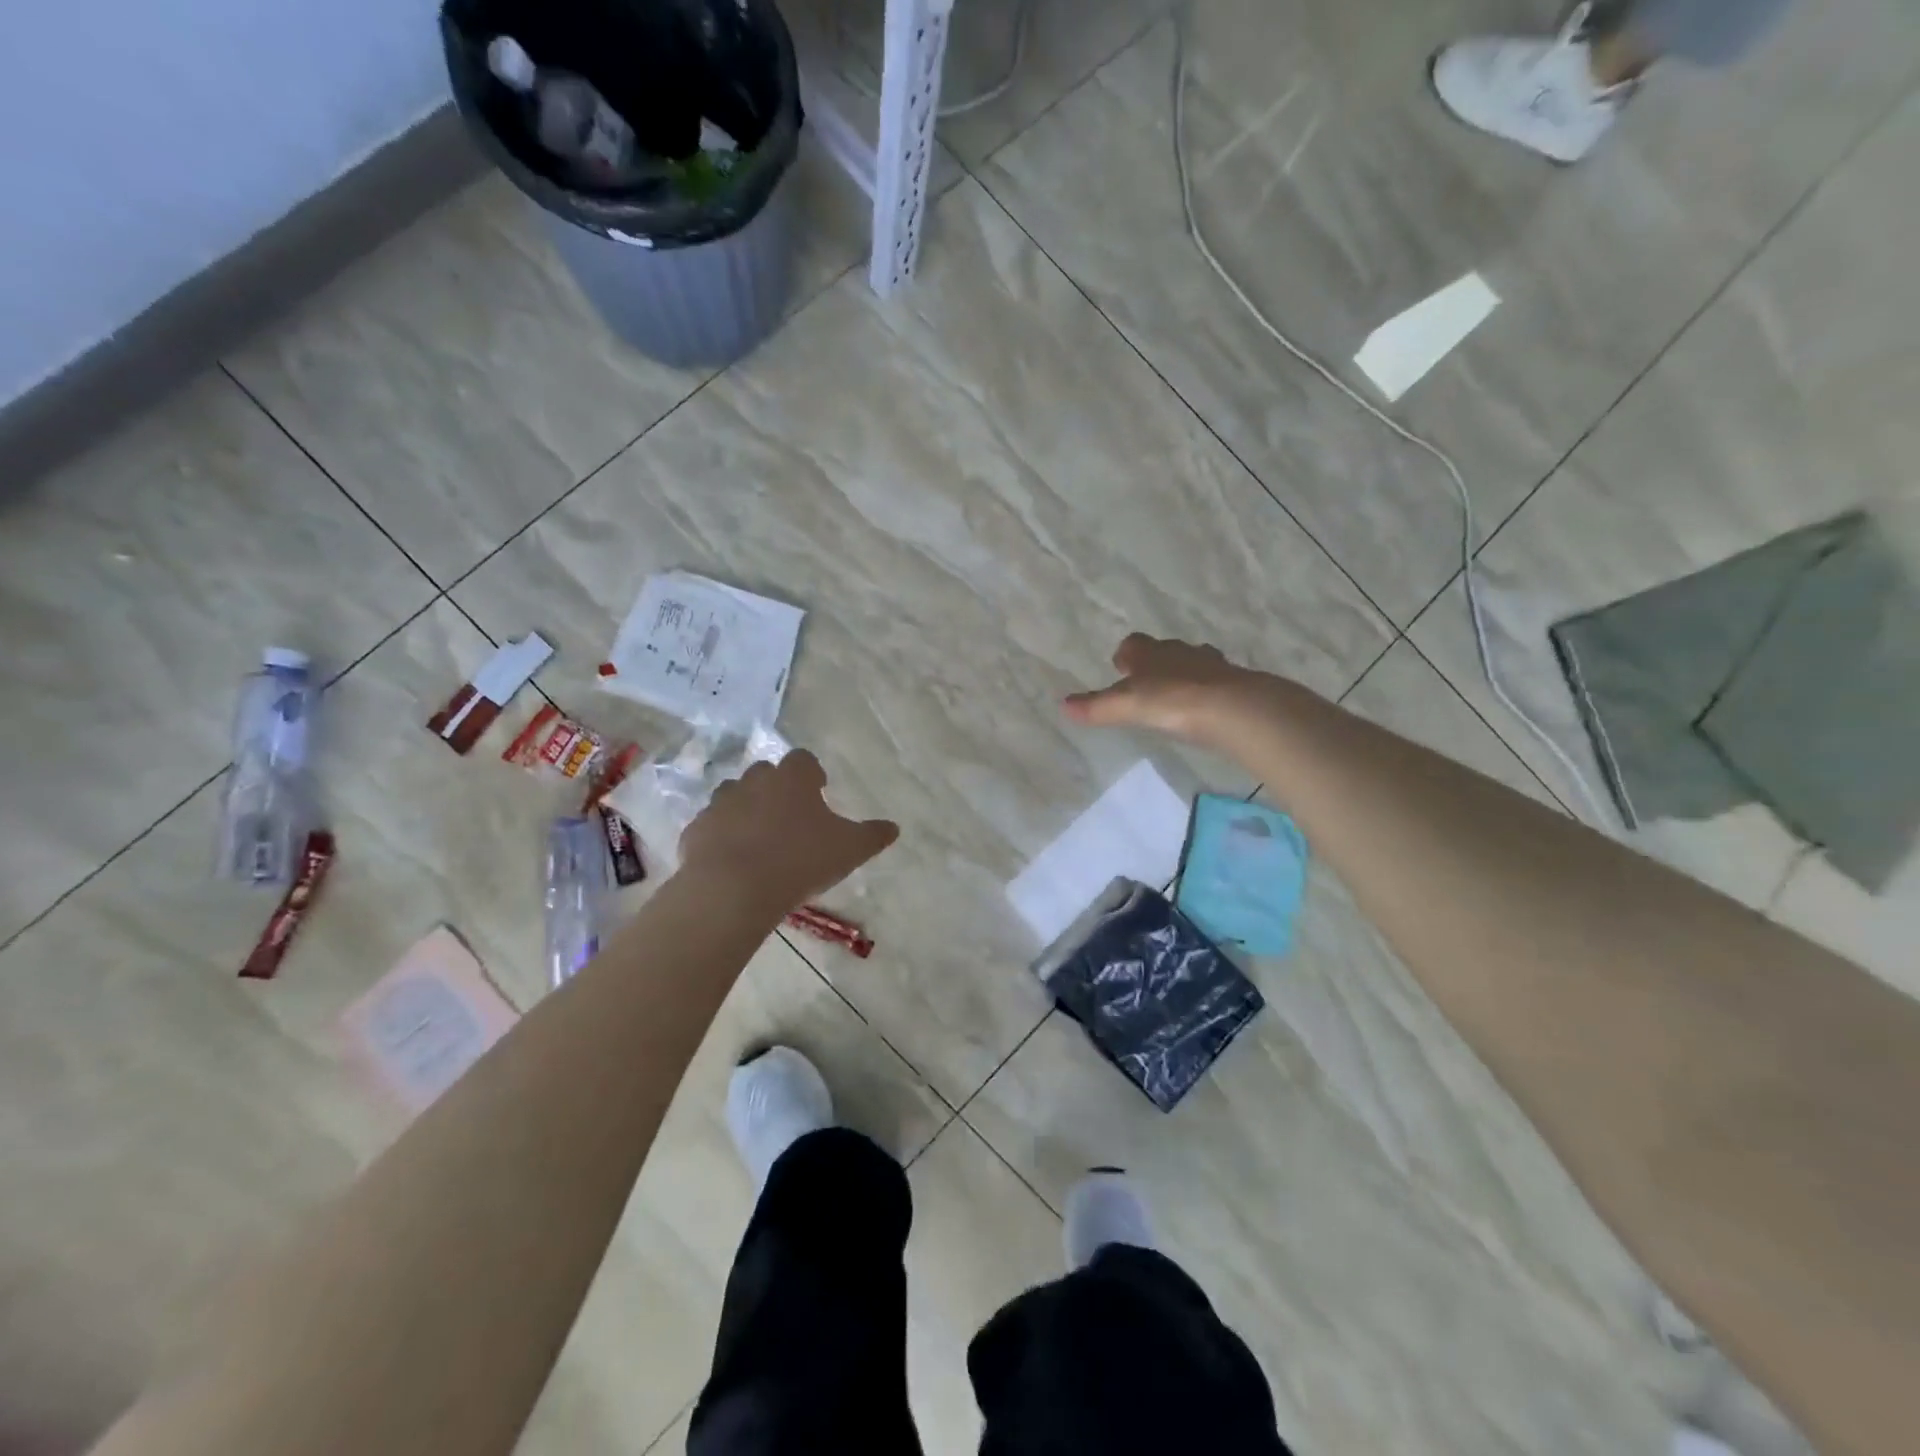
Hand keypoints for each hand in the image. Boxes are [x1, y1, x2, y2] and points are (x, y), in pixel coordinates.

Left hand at [680, 751, 898, 910]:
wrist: (734, 888)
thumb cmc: (800, 860)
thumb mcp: (850, 850)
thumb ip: (873, 836)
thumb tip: (893, 827)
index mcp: (793, 778)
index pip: (804, 760)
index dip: (812, 775)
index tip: (819, 794)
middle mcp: (755, 781)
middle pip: (766, 774)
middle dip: (777, 790)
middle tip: (790, 819)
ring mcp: (720, 803)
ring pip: (735, 796)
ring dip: (746, 809)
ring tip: (759, 840)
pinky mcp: (696, 829)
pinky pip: (712, 826)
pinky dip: (721, 836)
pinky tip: (732, 860)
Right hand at [1063, 634, 1270, 749]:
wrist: (1232, 708)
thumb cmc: (1172, 701)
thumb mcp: (1126, 706)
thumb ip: (1096, 707)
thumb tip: (1063, 706)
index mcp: (1151, 653)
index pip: (1134, 644)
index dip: (1126, 654)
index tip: (1121, 667)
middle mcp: (1181, 652)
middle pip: (1165, 650)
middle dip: (1155, 663)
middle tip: (1147, 682)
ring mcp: (1211, 666)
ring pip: (1193, 662)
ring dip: (1184, 674)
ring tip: (1176, 695)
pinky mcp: (1235, 684)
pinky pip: (1216, 681)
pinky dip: (1208, 690)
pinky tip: (1205, 707)